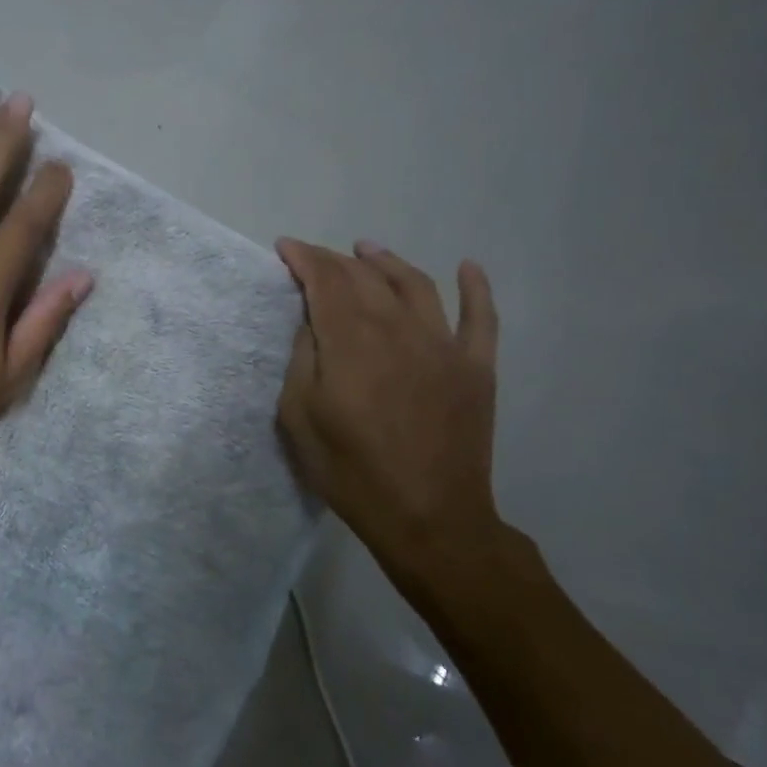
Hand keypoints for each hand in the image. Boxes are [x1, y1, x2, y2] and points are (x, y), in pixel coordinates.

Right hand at [275, 238, 503, 590]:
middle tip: (314, 258)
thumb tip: (313, 322)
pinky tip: (468, 267)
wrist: (428, 519)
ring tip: (368, 249)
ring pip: (415, 285)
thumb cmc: (350, 471)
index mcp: (352, 341)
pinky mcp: (476, 368)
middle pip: (365, 277)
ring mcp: (444, 346)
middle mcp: (399, 329)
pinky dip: (476, 288)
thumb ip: (303, 358)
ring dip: (387, 262)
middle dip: (335, 260)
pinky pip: (481, 317)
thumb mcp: (299, 416)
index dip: (304, 258)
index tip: (285, 247)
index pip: (326, 280)